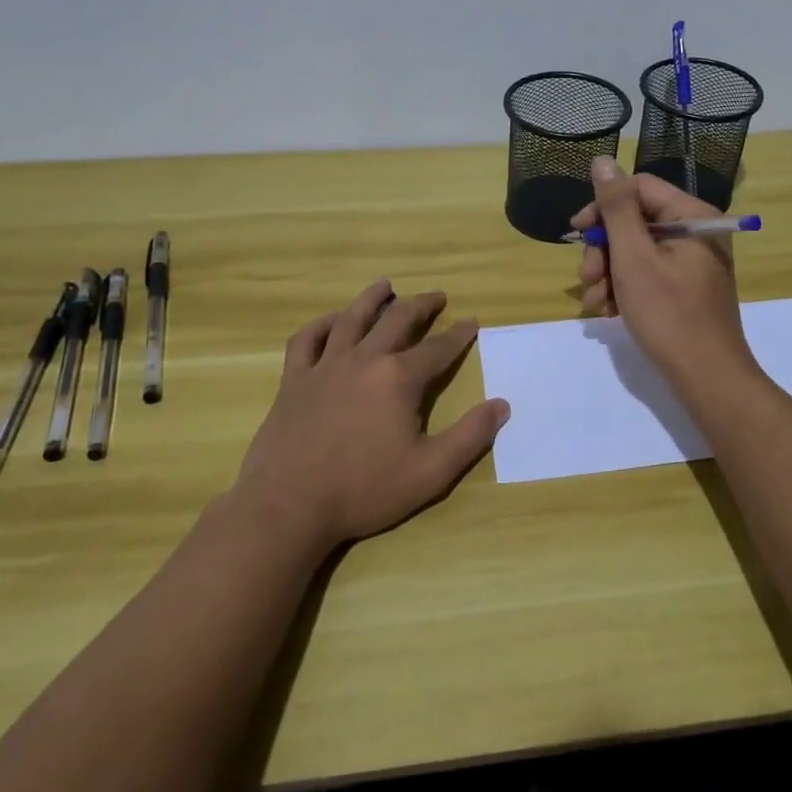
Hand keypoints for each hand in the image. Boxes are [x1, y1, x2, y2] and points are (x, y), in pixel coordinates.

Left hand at [229, 281, 508, 557]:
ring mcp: (325, 366)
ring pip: (351, 319)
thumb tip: (502, 405)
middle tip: (436, 296)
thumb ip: (470, 436)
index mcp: (398, 378)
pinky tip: (332, 321)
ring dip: (372, 299)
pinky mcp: (294, 380)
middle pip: (397, 321)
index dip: (459, 334)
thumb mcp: (430, 472)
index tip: (472, 321)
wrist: (288, 506)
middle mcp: (364, 360)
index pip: (438, 348)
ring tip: (385, 286)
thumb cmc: (364, 490)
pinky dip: (321, 324)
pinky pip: (306, 339)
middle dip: (421, 306)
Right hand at [573, 156, 755, 382]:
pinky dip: (624, 288)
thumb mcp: (633, 257)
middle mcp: (696, 231)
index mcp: (692, 215)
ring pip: (635, 250)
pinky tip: (609, 312)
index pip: (638, 188)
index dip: (602, 206)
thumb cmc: (668, 315)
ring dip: (608, 273)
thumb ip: (616, 207)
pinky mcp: (685, 287)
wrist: (707, 379)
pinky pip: (647, 273)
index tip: (576, 232)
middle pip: (635, 221)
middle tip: (586, 278)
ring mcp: (692, 261)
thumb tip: (603, 161)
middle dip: (603, 249)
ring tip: (596, 304)